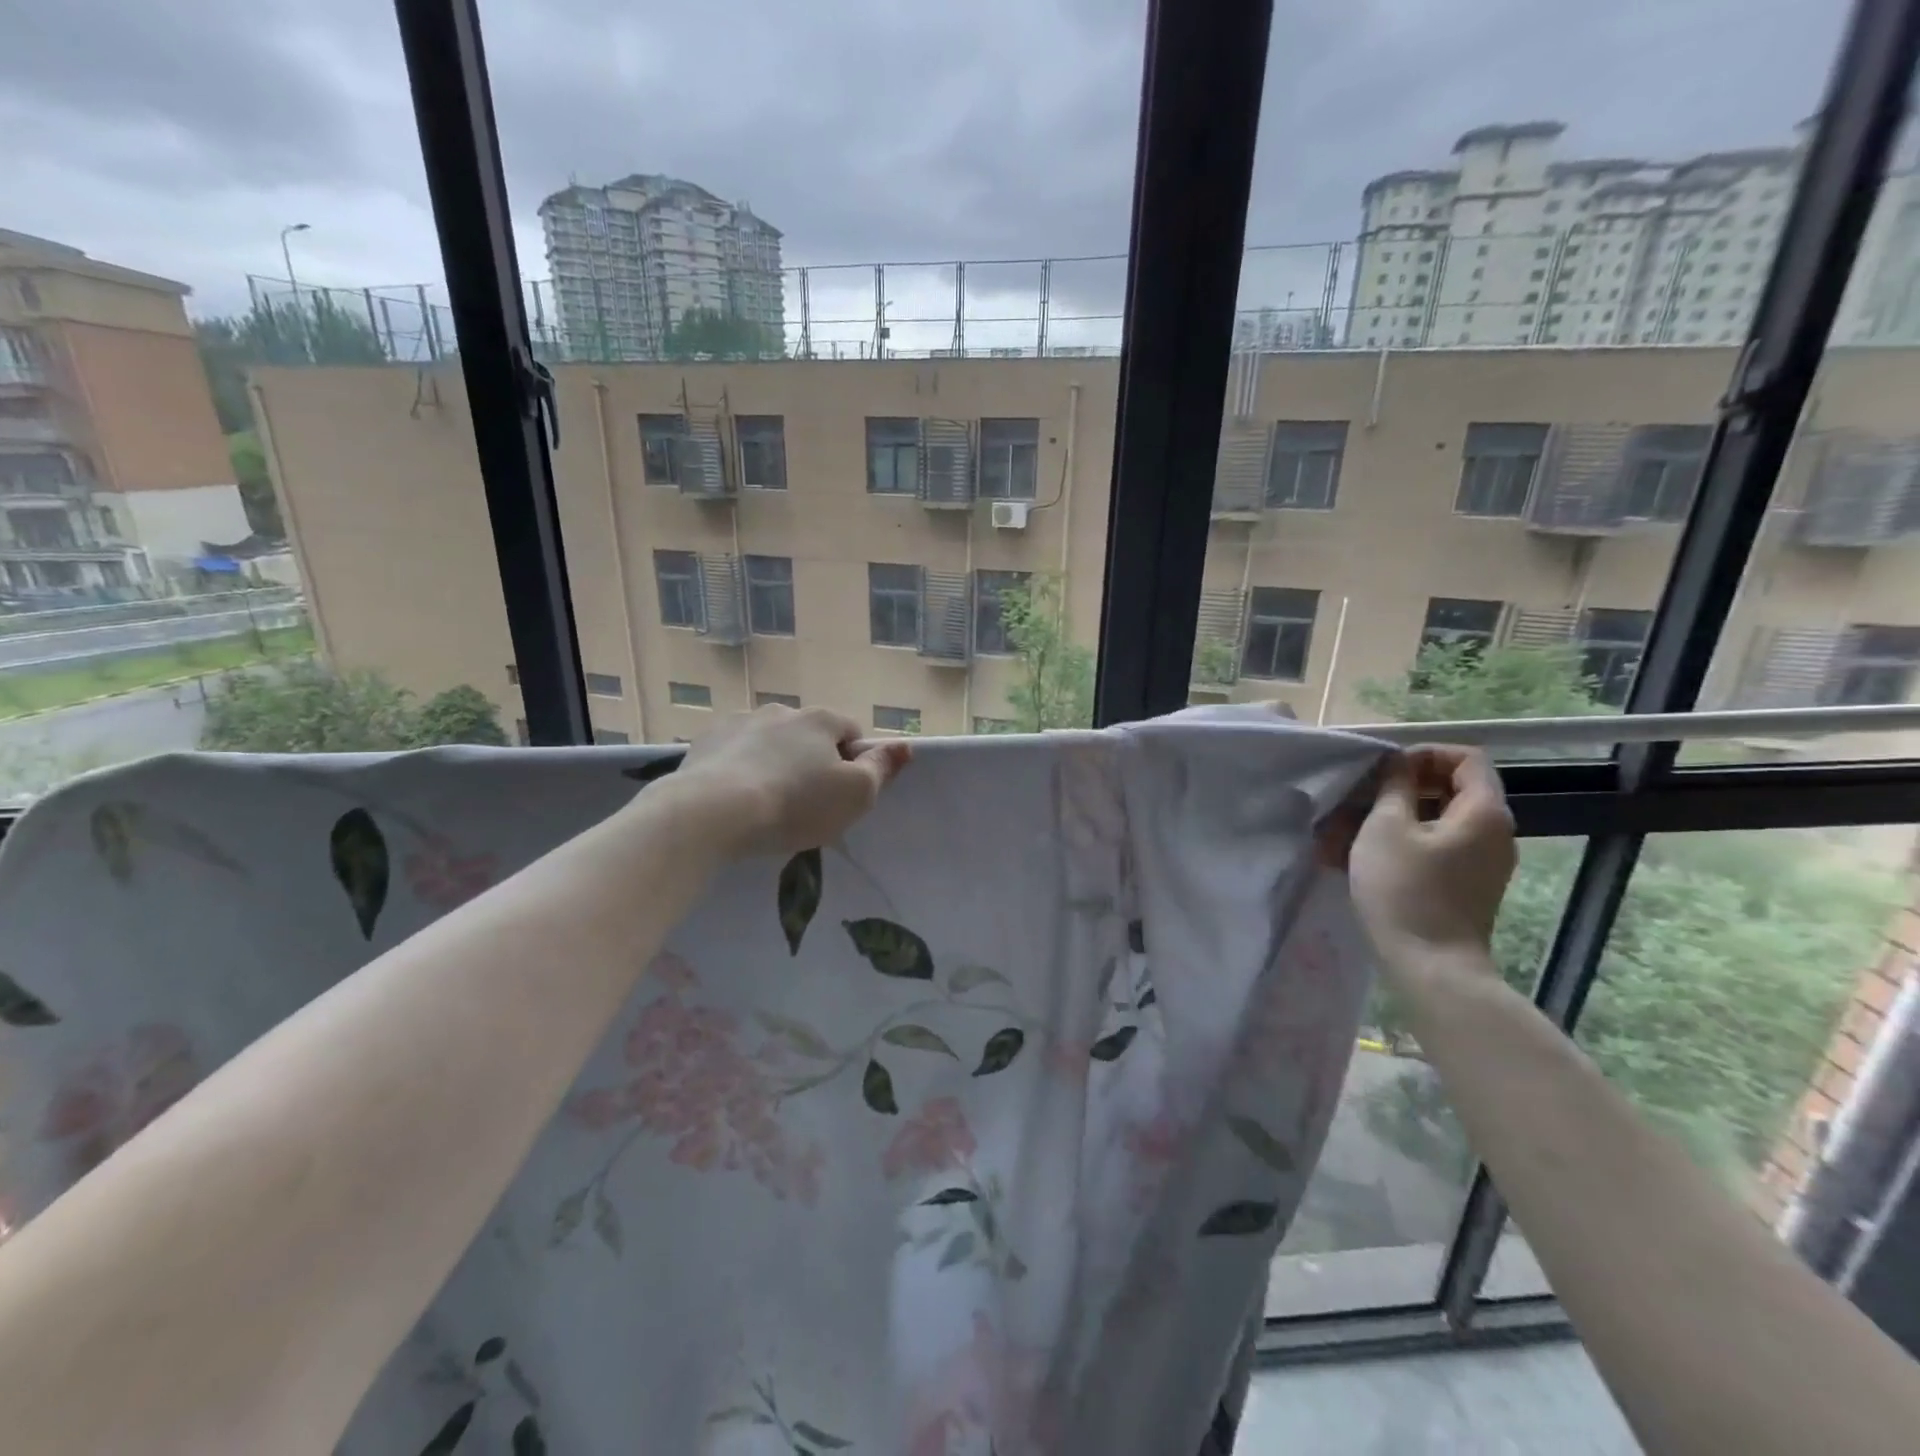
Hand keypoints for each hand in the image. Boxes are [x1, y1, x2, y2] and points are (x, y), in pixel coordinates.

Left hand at [669, 705, 911, 857]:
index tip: (840, 796)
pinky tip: (733, 799)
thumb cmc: (795, 805)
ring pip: (769, 742)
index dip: (852, 764)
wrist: (711, 812)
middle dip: (810, 762)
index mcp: (821, 719)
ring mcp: (740, 721)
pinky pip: (733, 752)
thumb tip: (905, 745)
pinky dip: (738, 769)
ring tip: (764, 804)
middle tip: (803, 805)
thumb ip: (881, 768)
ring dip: (773, 763)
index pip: (851, 734)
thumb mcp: (854, 795)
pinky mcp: (705, 739)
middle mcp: (782, 710)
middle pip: (809, 737)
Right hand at [1348, 745, 1516, 968]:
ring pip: (1434, 821)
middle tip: (1357, 799)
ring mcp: (1481, 862)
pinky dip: (1399, 844)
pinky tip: (1355, 857)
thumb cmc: (1405, 889)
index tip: (1384, 770)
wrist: (1430, 965)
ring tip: (1342, 832)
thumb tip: (1398, 764)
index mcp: (1483, 811)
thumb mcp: (1386, 827)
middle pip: (1449, 789)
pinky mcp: (1464, 885)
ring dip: (1390, 819)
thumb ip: (1394, 786)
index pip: (1465, 758)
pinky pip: (1433, 848)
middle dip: (1398, 789)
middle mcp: (1493, 832)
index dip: (1423, 754)